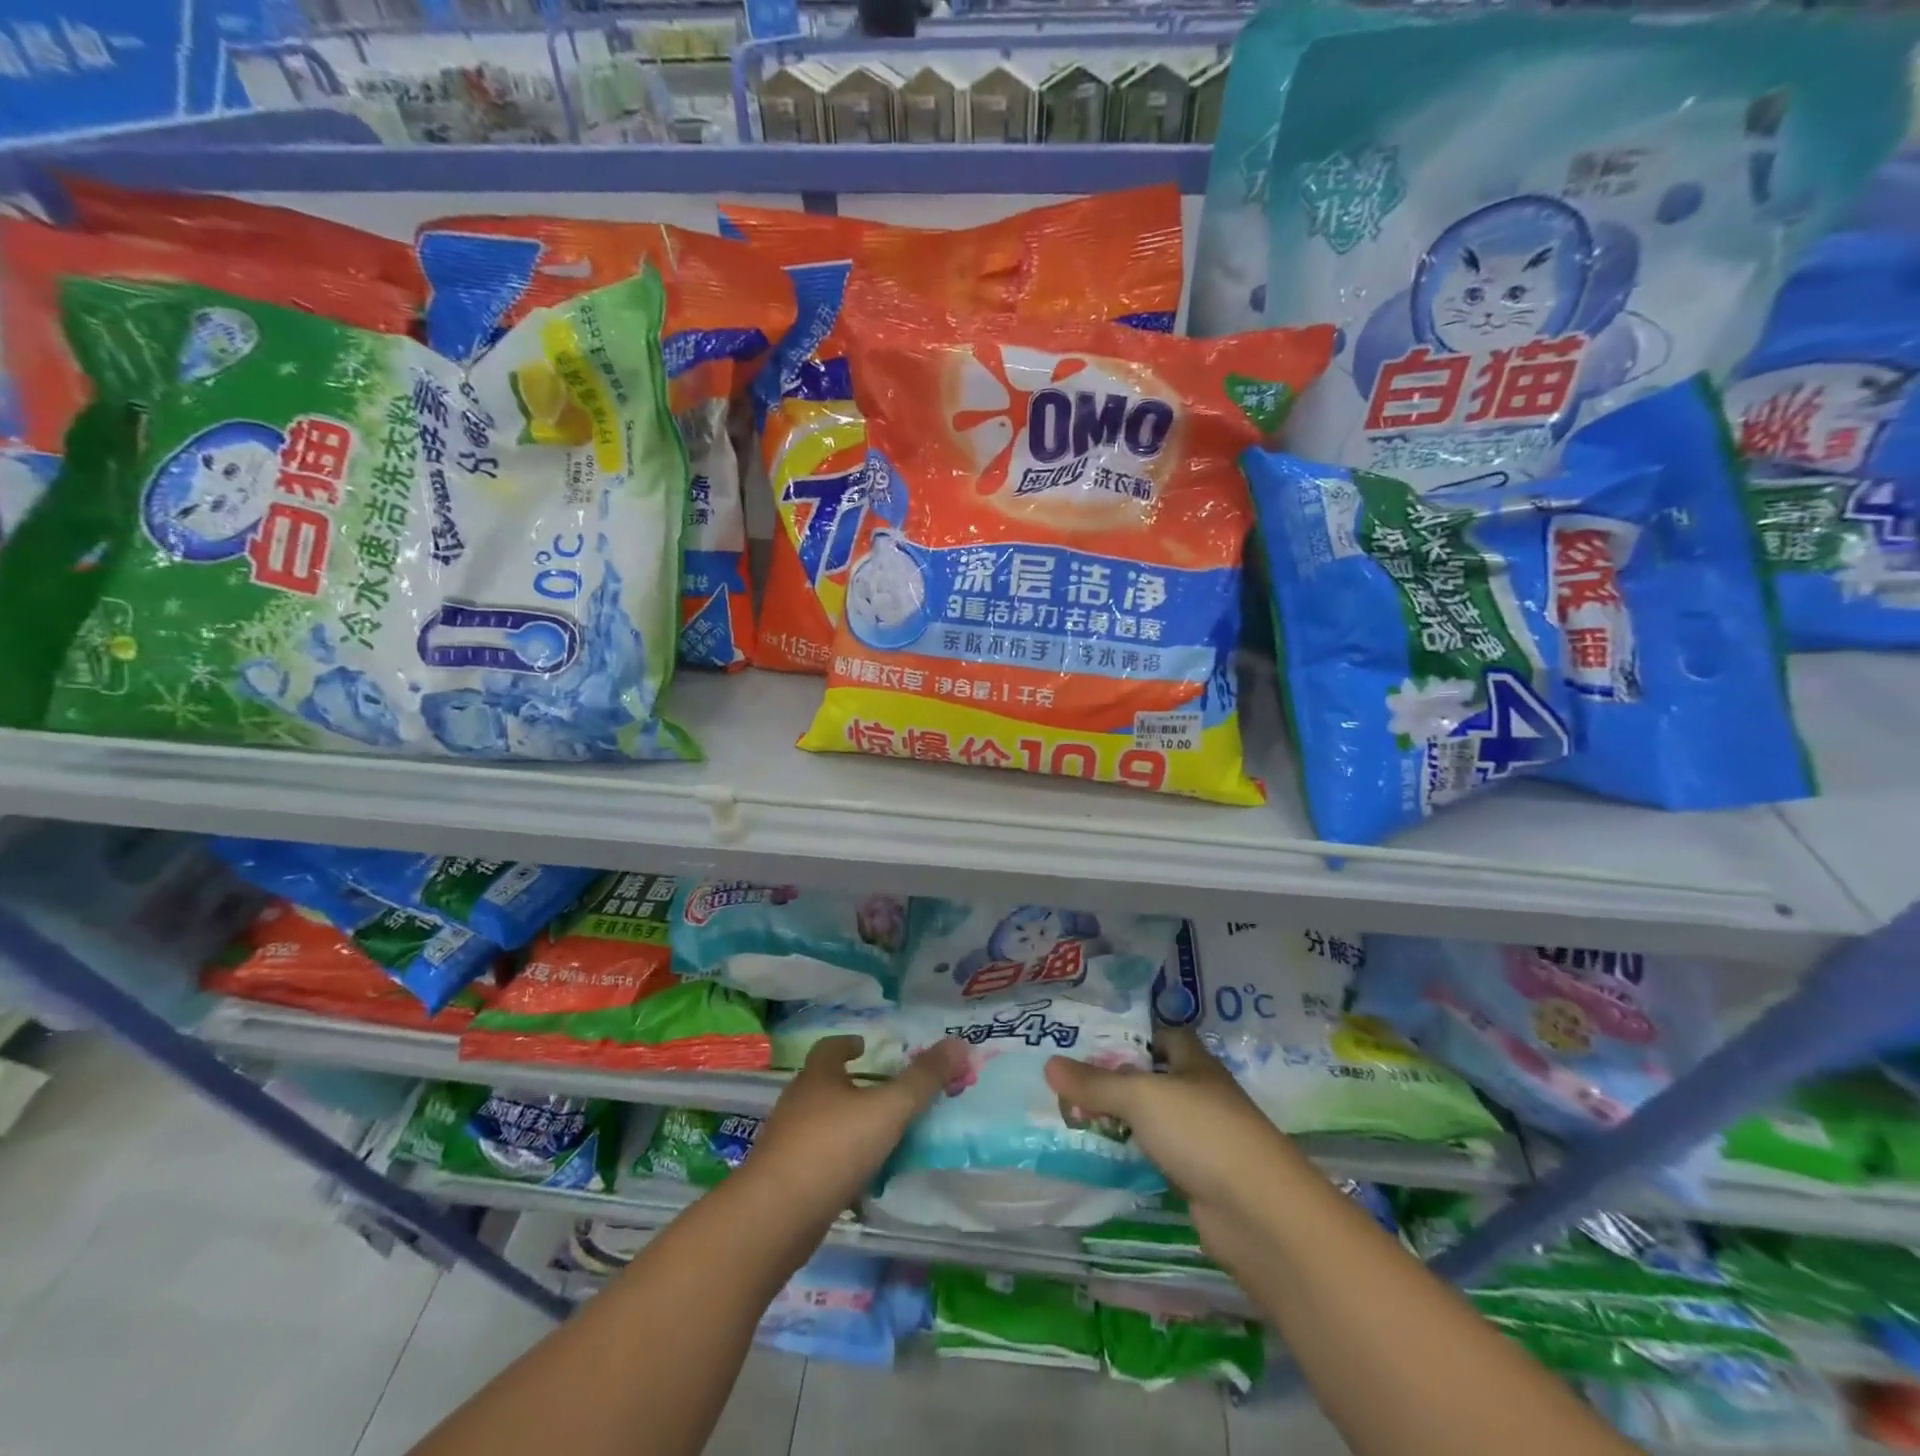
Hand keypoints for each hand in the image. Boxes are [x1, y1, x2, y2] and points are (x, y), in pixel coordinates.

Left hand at [743, 1035, 965, 1227]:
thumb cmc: (832, 1148)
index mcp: (818, 1077)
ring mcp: (787, 1143)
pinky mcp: (784, 1181)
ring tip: (879, 1136)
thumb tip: (959, 1043)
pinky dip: (838, 1162)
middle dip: (851, 1085)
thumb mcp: (888, 1110)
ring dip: (846, 1125)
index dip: (848, 1044)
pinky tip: (860, 1179)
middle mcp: (798, 1103)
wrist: (773, 1218)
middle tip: (884, 1092)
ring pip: (820, 1123)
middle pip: (824, 1084)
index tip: (865, 1046)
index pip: (830, 1048)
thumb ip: (923, 1080)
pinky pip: (817, 1161)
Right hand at [1045, 1028, 1297, 1233]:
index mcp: (1194, 1063)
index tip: (1088, 1036)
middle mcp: (1198, 1095)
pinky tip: (1098, 1157)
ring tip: (1069, 1114)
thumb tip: (1049, 1064)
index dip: (1131, 1032)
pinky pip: (1153, 1157)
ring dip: (1118, 1119)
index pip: (1163, 1034)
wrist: (1259, 1215)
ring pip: (1150, 1120)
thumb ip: (1095, 1083)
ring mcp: (1200, 1139)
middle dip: (1113, 1078)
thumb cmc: (1203, 1134)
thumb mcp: (1141, 1097)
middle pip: (1151, 1078)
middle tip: (1065, 1078)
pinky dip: (1130, 1156)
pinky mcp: (1196, 1179)